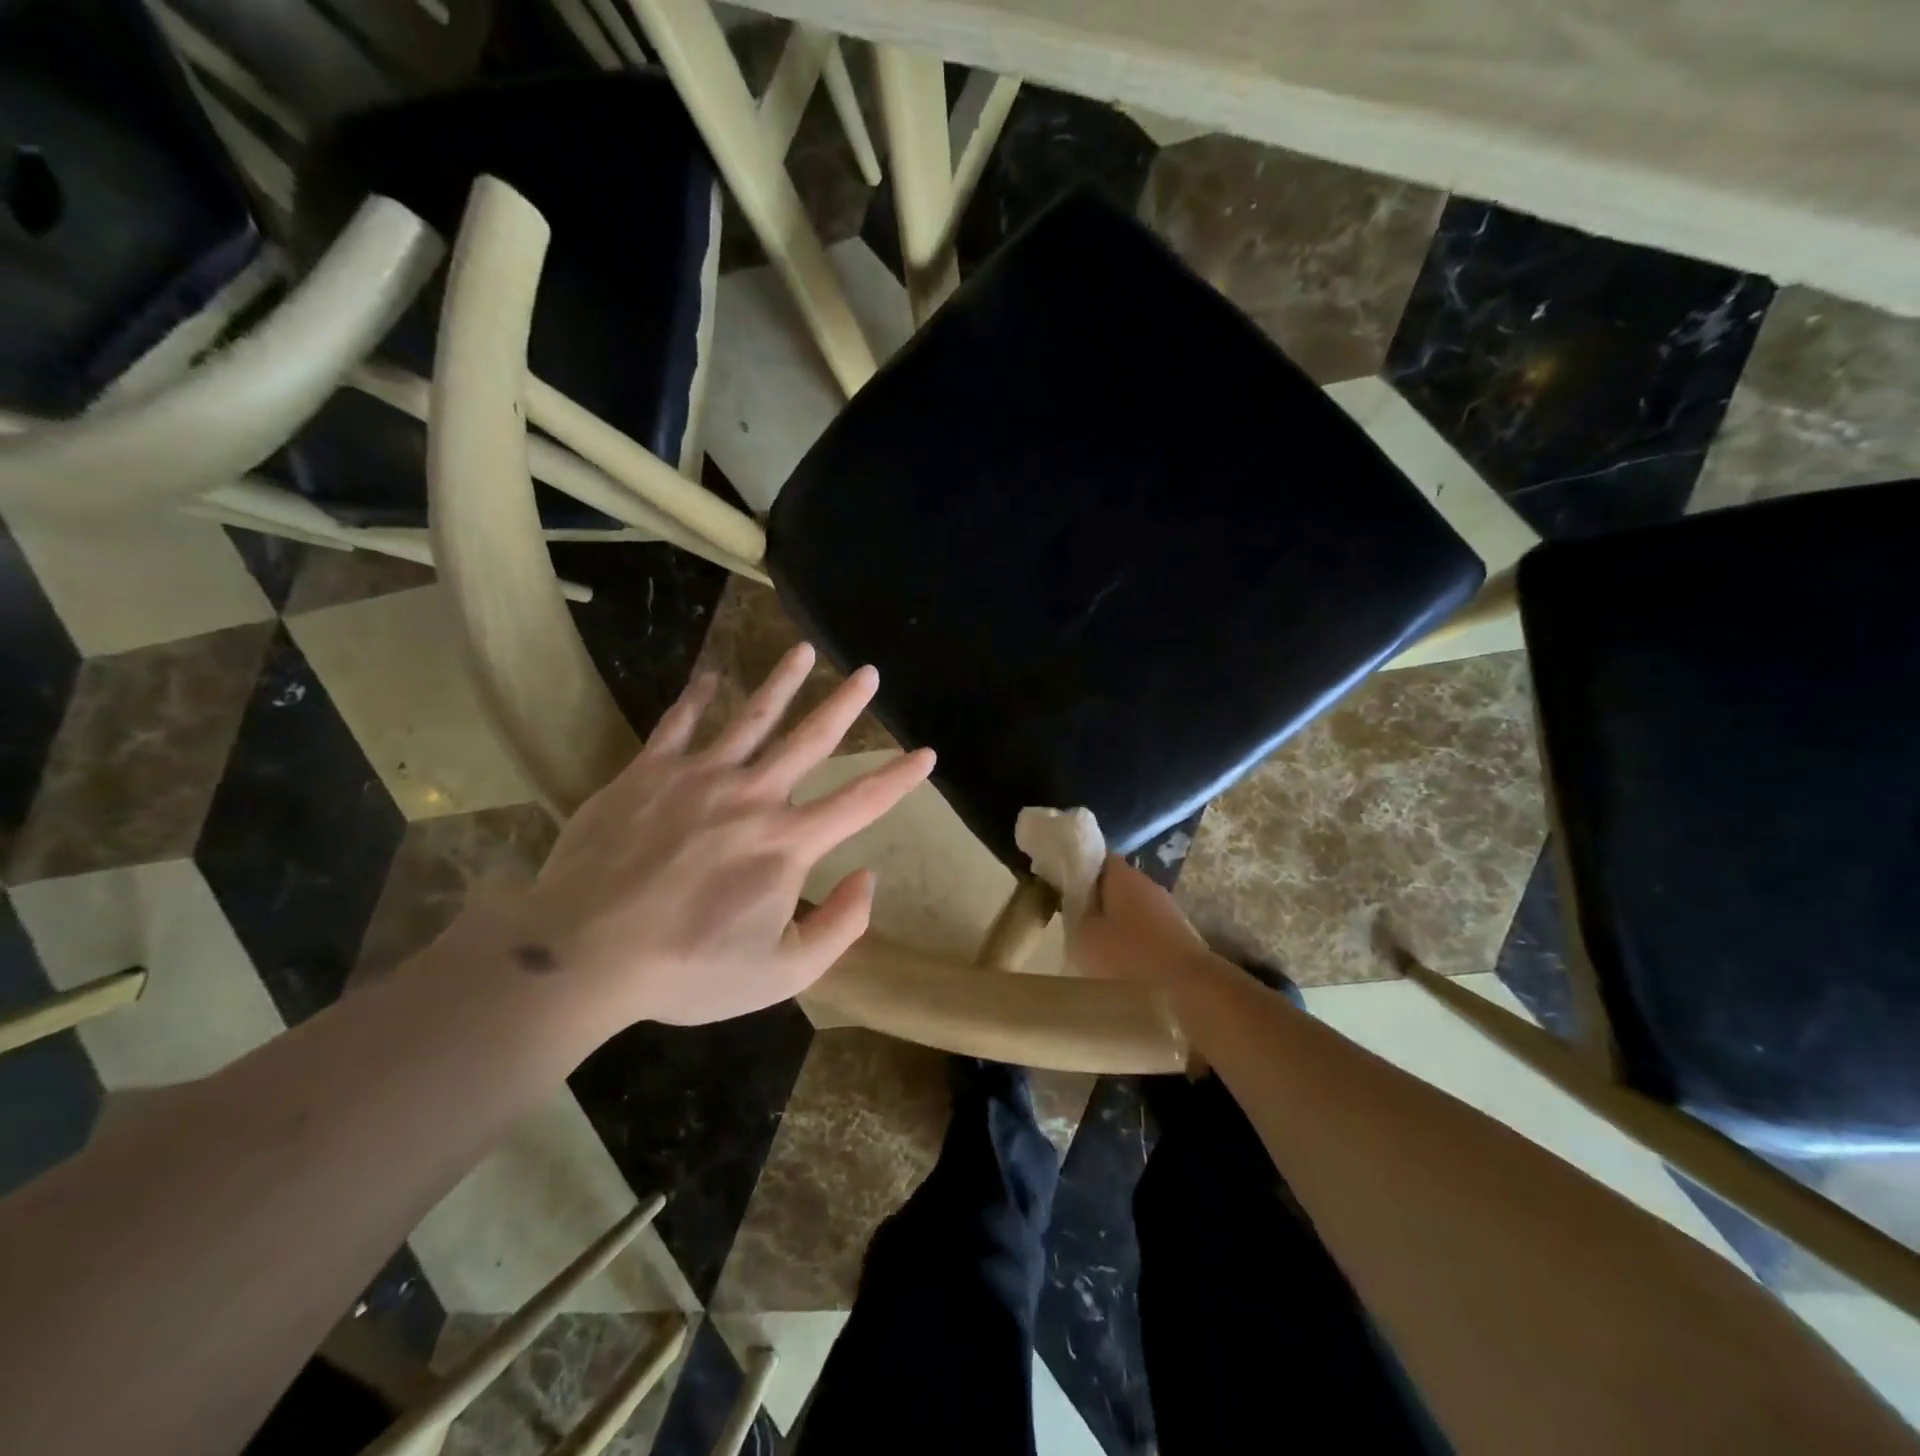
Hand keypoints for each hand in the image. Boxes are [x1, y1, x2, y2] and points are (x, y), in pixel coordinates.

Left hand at [506, 644, 934, 1027]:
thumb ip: (839, 927)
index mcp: (788, 843)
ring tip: (802, 650)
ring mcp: (699, 777)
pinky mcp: (648, 773)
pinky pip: (679, 724)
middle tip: (868, 672)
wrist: (582, 954)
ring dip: (781, 682)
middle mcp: (753, 796)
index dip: (900, 777)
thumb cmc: (686, 969)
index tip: (926, 752)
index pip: (861, 801)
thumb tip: (868, 877)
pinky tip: (710, 677)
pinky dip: (697, 698)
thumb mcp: (781, 974)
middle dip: (844, 705)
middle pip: (810, 739)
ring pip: (751, 717)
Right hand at [1070, 855, 1210, 985]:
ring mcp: (1166, 908)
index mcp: (1122, 875)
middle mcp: (1146, 884)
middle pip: (1112, 882)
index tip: (1057, 883)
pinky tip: (1119, 960)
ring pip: (1129, 906)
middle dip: (1092, 897)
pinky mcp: (1177, 934)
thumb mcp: (1084, 936)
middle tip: (1069, 917)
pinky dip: (1130, 938)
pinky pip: (1144, 928)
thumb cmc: (1128, 957)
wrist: (1190, 989)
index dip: (1075, 866)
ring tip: (1092, 943)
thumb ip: (1073, 912)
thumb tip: (1073, 900)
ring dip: (1112, 920)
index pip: (1095, 856)